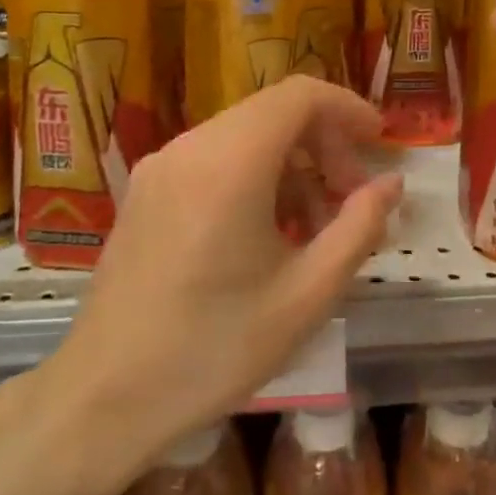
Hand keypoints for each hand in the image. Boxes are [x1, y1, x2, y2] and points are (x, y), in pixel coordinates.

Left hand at [34, 76, 401, 475]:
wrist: (103, 399)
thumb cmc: (214, 349)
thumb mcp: (307, 294)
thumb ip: (358, 227)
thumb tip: (391, 185)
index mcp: (230, 162)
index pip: (300, 96)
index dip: (348, 108)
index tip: (380, 142)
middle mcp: (190, 148)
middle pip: (274, 114)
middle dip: (324, 146)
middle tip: (352, 200)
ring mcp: (160, 167)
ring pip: (244, 137)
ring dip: (292, 167)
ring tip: (315, 229)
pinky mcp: (145, 192)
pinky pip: (214, 161)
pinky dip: (255, 178)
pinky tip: (268, 236)